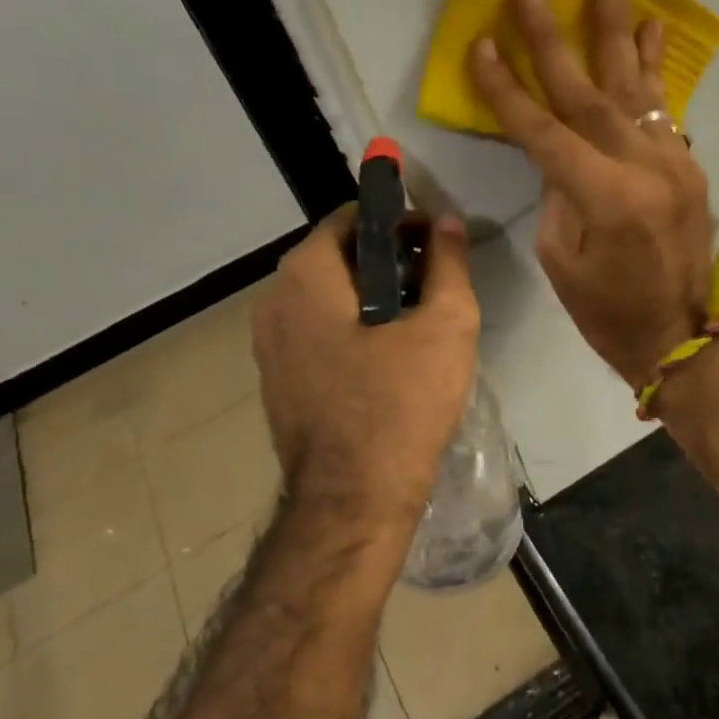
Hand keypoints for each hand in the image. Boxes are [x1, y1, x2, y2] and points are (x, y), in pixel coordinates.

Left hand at [250, 206, 479, 522]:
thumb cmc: (402, 403)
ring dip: (371, 299)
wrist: (354, 500)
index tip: (436, 245)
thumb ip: (449, 263)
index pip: (351, 218)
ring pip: (327, 300)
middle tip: (435, 285)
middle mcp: (273, 302)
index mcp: (306, 276)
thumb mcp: (446, 325)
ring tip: (418, 323)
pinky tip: (388, 362)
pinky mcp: (278, 383)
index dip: (399, 222)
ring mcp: (269, 347)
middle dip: (388, 261)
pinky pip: (318, 336)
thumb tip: (448, 222)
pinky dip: (352, 331)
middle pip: (338, 259)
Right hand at [468, 0, 714, 386]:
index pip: (543, 130)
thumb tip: (557, 151)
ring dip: (619, 31)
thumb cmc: (608, 313)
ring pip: (637, 87)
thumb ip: (556, 195)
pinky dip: (655, 70)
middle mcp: (643, 167)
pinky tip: (652, 31)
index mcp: (604, 197)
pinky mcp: (688, 168)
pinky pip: (665, 110)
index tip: (482, 43)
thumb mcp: (561, 261)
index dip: (508, 89)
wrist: (682, 337)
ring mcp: (673, 163)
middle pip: (588, 92)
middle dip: (555, 38)